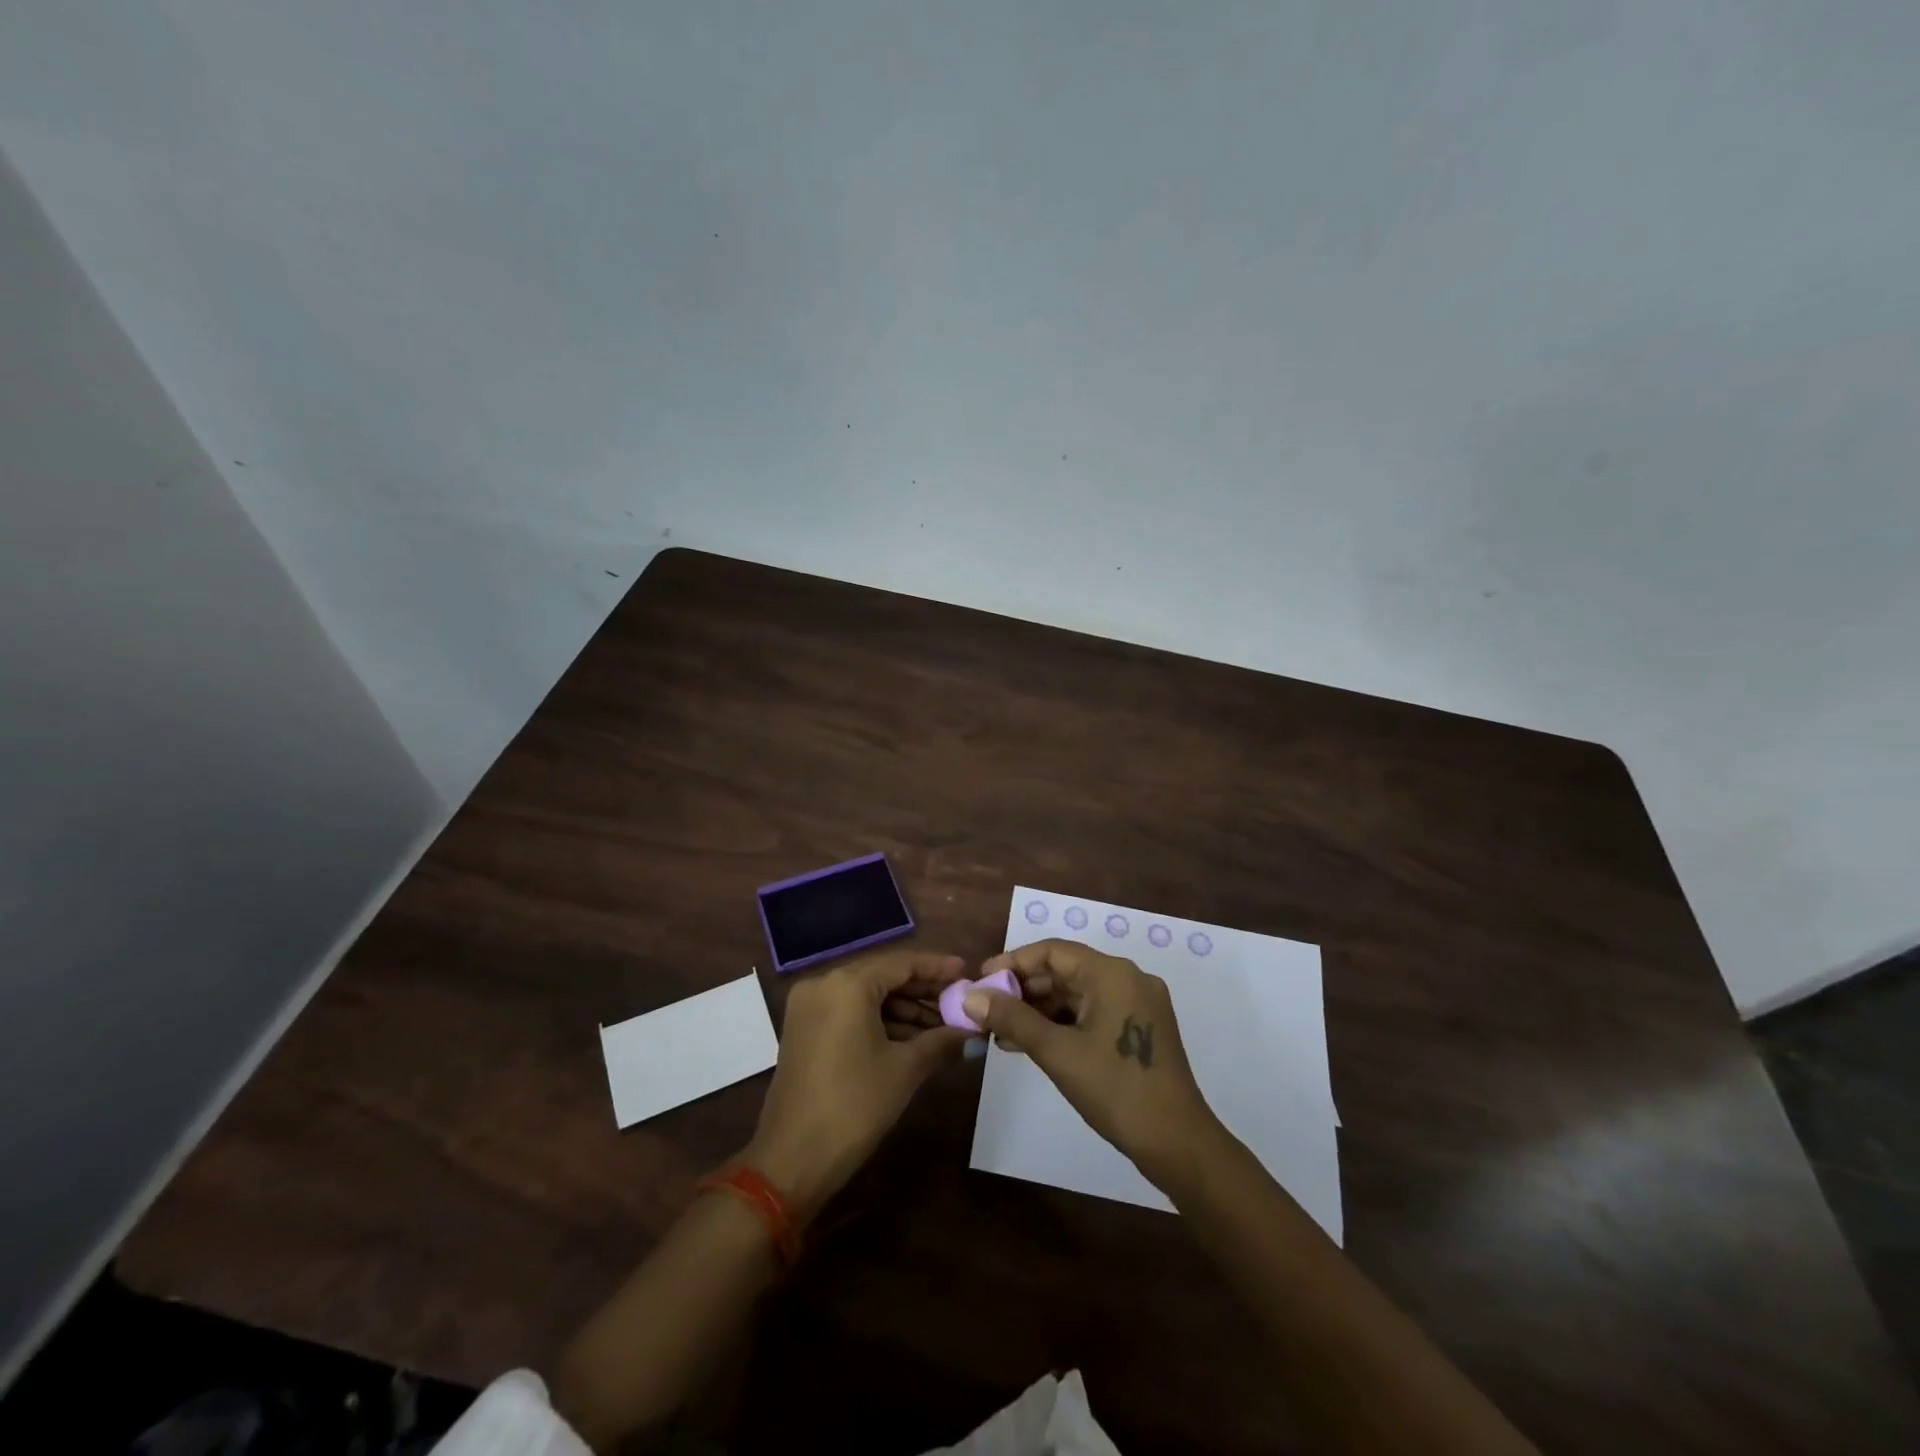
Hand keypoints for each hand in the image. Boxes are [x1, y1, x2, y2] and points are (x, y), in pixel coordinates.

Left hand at [745, 950, 969, 1220]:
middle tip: (959, 1002)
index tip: (967, 971)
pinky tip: (912, 1038)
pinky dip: (880, 1021)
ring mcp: (809, 1006)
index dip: (937, 968)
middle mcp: (824, 983)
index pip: (901, 963)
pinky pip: (849, 1011)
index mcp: (847, 984)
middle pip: (883, 976)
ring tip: (943, 1026)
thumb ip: (942, 1041)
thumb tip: (973, 1031)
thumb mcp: (904, 1070)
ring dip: (904, 1008)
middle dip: (922, 990)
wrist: (792, 1160)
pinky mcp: (804, 1029)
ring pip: (867, 995)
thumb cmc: (853, 1106)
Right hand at [967, 939, 1222, 1189]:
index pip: (1053, 952)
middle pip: (1066, 971)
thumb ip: (1012, 1019)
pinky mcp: (1141, 1028)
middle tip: (988, 1010)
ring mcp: (1138, 1004)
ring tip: (1003, 1033)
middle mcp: (1128, 978)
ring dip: (1041, 1010)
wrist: (1177, 1143)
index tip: (982, 981)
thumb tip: (970, 997)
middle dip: (1024, 990)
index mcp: (1112, 973)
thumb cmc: (1115, 1089)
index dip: (1014, 962)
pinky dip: (1063, 1024)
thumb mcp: (1056, 1052)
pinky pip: (1093, 1013)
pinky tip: (1033, 1043)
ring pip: (1078, 994)